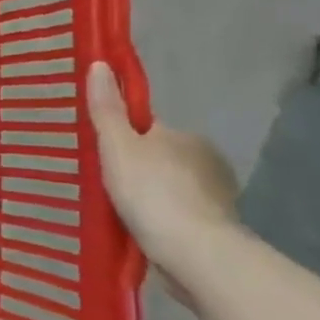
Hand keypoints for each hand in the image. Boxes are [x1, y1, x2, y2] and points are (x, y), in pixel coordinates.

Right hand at [86, 61, 242, 298]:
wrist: (197, 255)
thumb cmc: (152, 192)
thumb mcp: (118, 146)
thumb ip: (108, 109)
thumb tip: (100, 63)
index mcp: (184, 136)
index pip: (148, 128)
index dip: (124, 136)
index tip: (103, 153)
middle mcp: (207, 161)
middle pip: (161, 156)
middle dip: (140, 168)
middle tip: (107, 185)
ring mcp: (217, 197)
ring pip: (173, 187)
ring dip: (154, 196)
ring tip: (124, 212)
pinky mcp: (219, 229)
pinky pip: (182, 215)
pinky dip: (166, 220)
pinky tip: (146, 232)